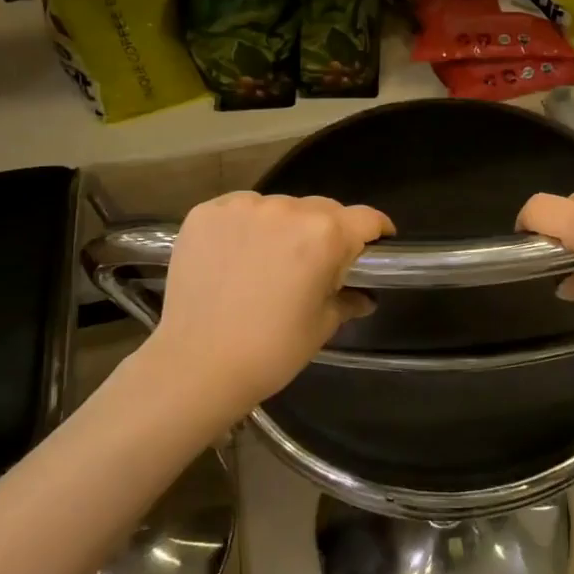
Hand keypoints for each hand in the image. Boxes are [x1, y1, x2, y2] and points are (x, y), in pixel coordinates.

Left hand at [145, 192, 393, 415]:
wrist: (196, 366)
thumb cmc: (271, 350)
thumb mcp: (321, 325)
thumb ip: (347, 299)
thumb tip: (363, 296)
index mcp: (324, 235)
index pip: (366, 218)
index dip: (377, 230)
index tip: (377, 243)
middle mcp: (286, 209)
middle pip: (322, 209)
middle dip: (329, 231)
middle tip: (317, 263)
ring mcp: (242, 207)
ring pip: (280, 207)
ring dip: (285, 227)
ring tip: (270, 261)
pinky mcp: (206, 213)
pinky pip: (240, 210)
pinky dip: (246, 226)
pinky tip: (237, 256)